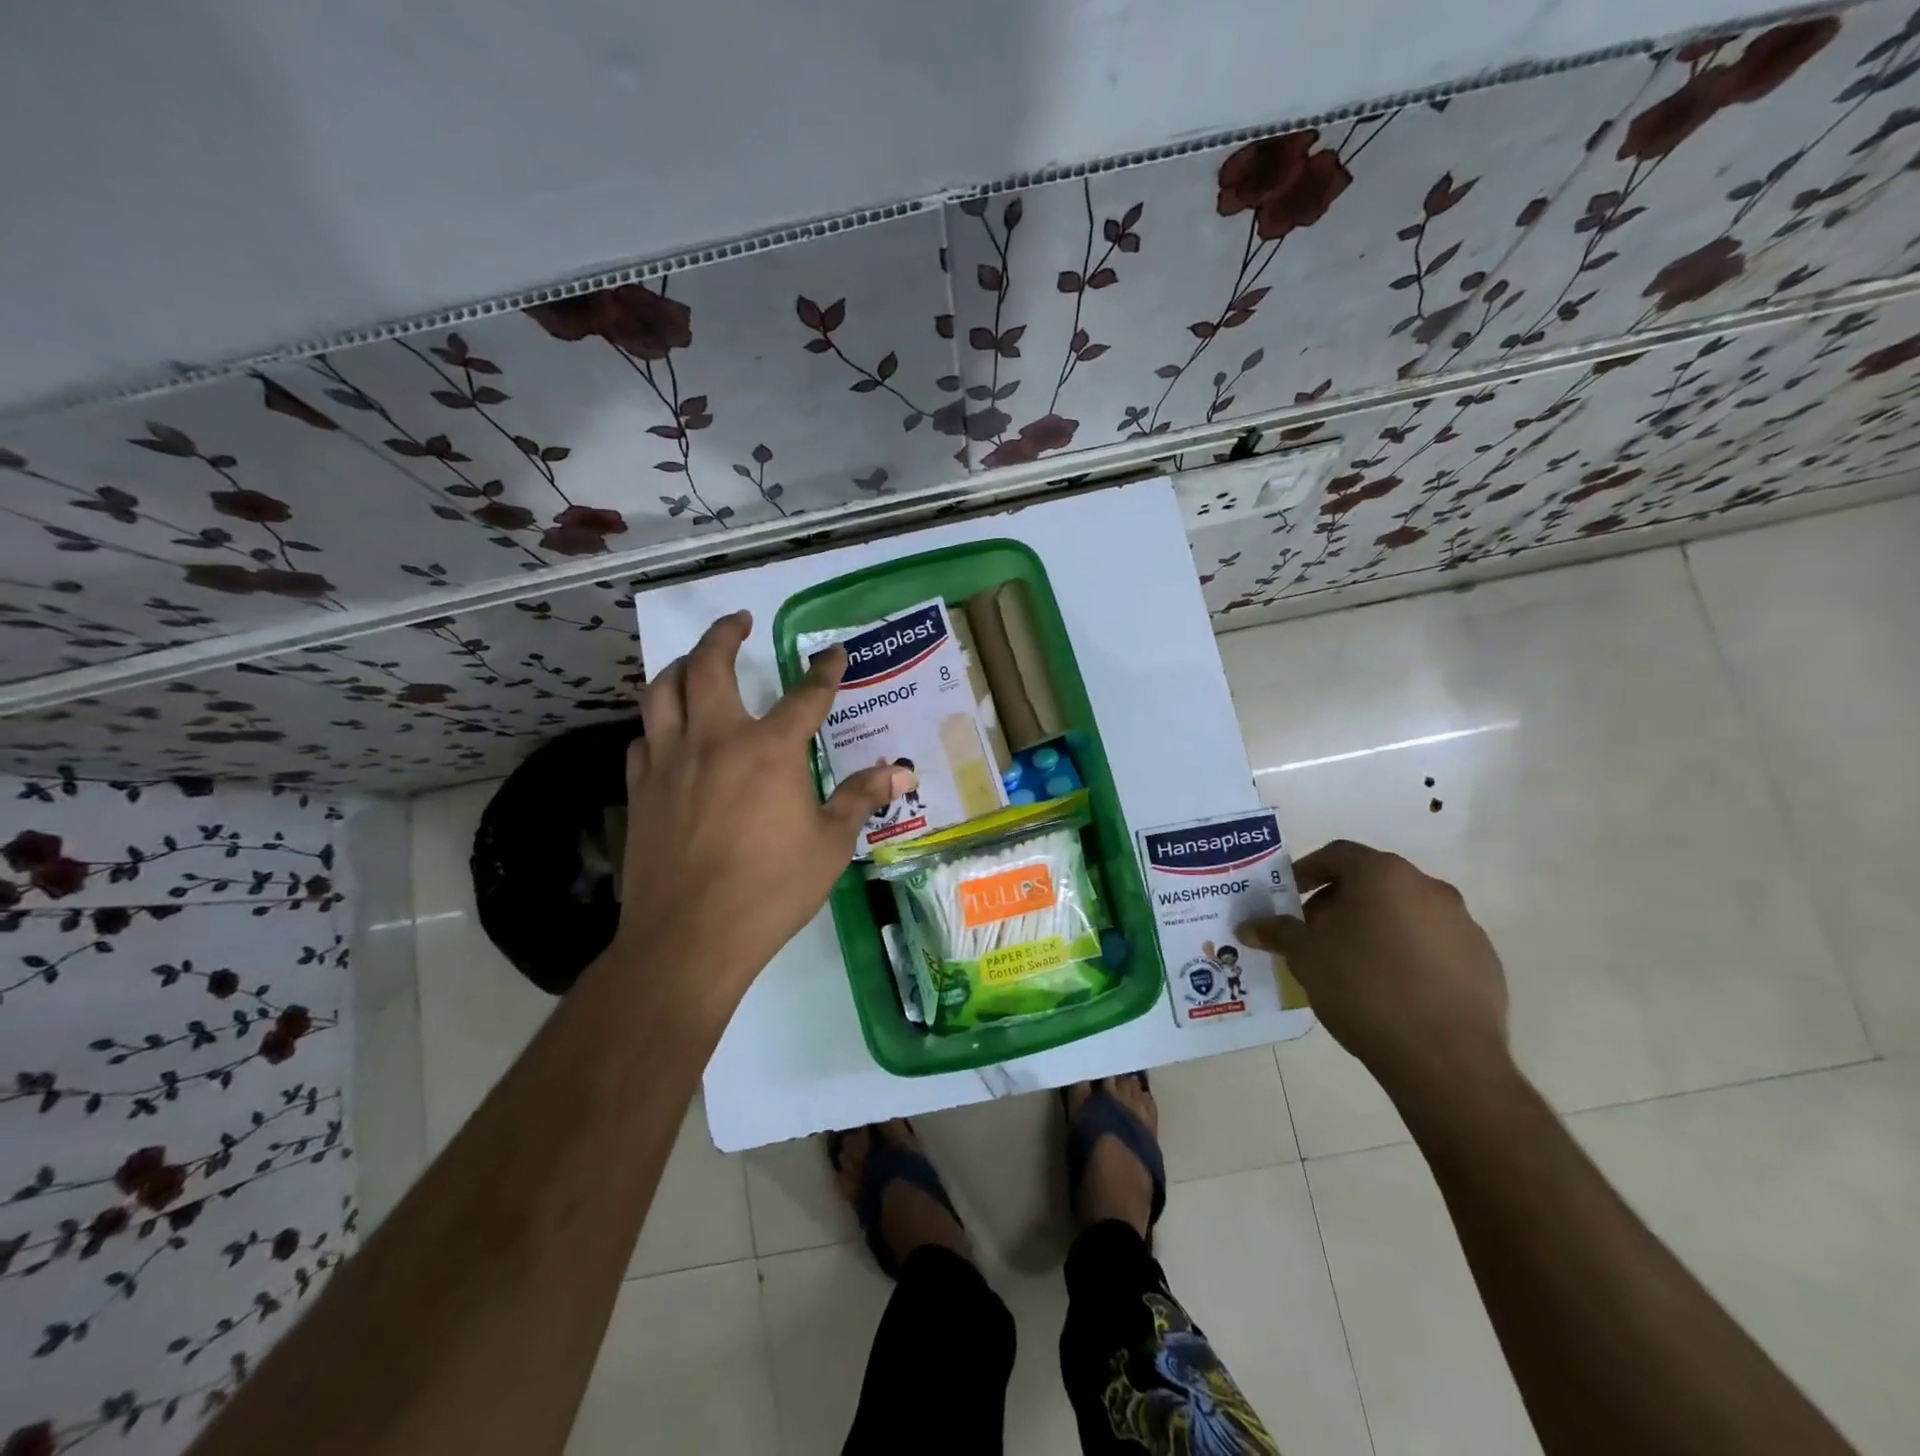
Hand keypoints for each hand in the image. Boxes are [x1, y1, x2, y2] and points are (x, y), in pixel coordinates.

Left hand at [609, 610, 909, 1016]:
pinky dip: (658, 725)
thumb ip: (859, 799)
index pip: (805, 695)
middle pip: (709, 666)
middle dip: (725, 634)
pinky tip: (668, 734)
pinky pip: (643, 739)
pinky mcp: (640, 789)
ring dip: (681, 667)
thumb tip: (900, 773)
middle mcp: (715, 740)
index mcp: (770, 750)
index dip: (824, 670)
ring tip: (695, 663)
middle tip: (738, 621)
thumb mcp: (830, 845)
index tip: (834, 653)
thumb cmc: (771, 889)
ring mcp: (669, 761)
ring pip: (662, 691)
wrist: (689, 937)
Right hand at [1240, 840, 1510, 1100]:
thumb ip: (1278, 932)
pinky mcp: (1484, 961)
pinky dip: (1408, 952)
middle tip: (1315, 933)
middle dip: (1339, 902)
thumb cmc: (1364, 990)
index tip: (1289, 896)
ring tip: (1351, 963)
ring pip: (1405, 912)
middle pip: (1372, 882)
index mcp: (1384, 876)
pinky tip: (1392, 988)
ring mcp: (1463, 924)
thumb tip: (1249, 926)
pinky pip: (1434, 943)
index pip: (1337, 854)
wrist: (1446, 1059)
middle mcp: (1428, 888)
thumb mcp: (1306, 958)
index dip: (1307, 871)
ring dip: (1375, 926)